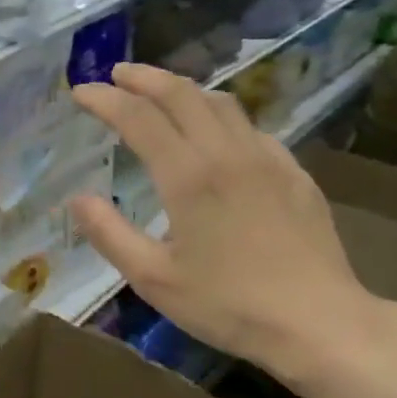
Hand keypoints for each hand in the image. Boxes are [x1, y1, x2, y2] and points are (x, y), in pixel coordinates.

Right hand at [68, 65, 378, 374]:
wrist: (318, 322)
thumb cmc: (227, 304)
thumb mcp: (153, 278)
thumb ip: (109, 233)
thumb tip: (78, 199)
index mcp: (188, 176)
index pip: (138, 118)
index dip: (105, 99)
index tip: (80, 92)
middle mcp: (227, 153)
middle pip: (181, 94)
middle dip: (143, 77)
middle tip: (116, 74)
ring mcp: (267, 159)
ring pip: (221, 103)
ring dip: (183, 89)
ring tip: (160, 93)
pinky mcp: (294, 173)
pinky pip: (250, 128)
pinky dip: (220, 116)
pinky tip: (216, 134)